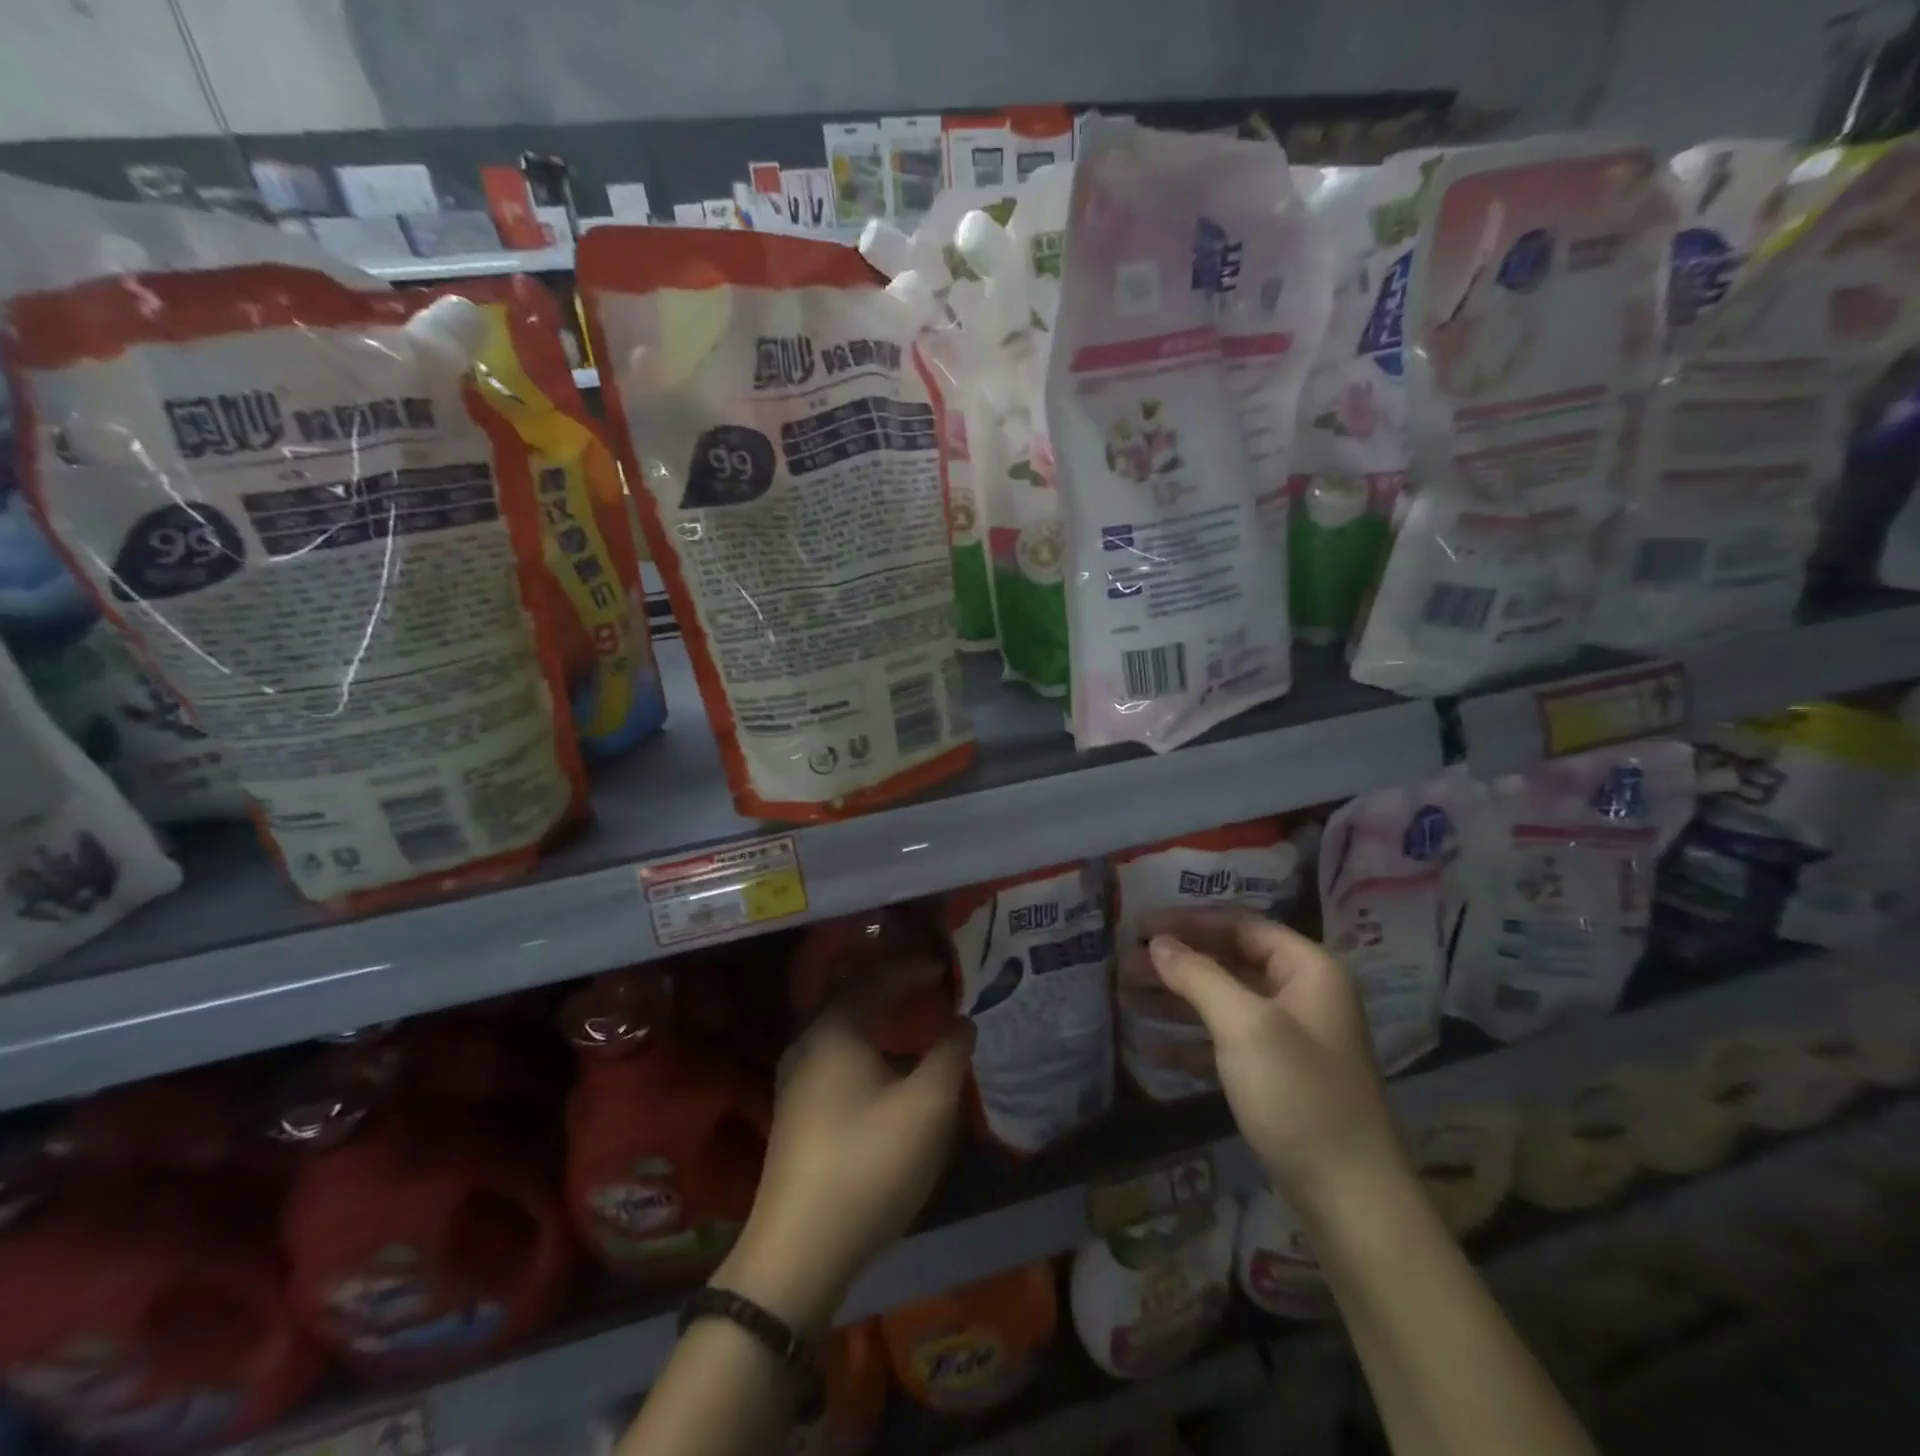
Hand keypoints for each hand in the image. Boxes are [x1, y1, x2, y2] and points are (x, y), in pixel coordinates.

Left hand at [715, 965, 972, 1332]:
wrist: (798, 1251)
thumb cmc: (868, 1164)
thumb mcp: (927, 1108)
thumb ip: (950, 1054)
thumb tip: (961, 1021)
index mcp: (834, 1030)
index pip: (876, 980)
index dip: (913, 970)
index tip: (945, 967)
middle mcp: (807, 1044)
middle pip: (852, 998)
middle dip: (892, 988)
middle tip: (928, 987)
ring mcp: (794, 1080)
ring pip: (842, 1031)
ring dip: (877, 1019)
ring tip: (912, 1023)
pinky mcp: (795, 1112)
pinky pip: (835, 1057)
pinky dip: (865, 1047)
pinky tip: (884, 1071)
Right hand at [1141, 910, 1407, 1209]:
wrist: (1351, 1200)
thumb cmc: (1299, 1095)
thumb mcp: (1244, 1025)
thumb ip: (1198, 976)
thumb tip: (1157, 942)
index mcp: (1308, 970)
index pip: (1241, 925)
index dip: (1189, 921)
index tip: (1141, 924)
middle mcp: (1300, 996)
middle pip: (1227, 962)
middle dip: (1175, 963)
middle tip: (1124, 964)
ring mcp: (1288, 1040)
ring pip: (1221, 1003)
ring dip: (1174, 1000)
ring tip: (1124, 996)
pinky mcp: (1274, 1078)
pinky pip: (1224, 1044)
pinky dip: (1188, 1042)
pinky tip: (1149, 1048)